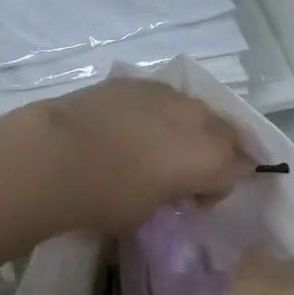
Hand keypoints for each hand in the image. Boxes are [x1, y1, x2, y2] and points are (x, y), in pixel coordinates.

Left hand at [26, 78, 253, 234]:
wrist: (56, 154)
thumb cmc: (106, 197)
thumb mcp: (149, 213)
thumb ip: (173, 195)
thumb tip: (170, 186)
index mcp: (210, 158)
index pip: (237, 171)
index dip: (217, 189)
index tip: (193, 201)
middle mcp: (198, 120)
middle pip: (224, 133)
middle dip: (213, 153)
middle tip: (184, 173)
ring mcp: (168, 94)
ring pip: (194, 110)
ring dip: (187, 129)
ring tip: (156, 146)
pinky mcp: (138, 81)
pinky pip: (162, 97)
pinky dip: (156, 112)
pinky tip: (129, 127)